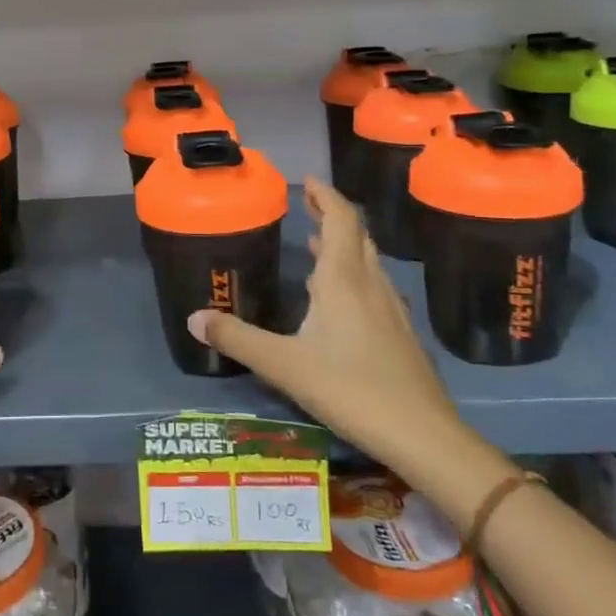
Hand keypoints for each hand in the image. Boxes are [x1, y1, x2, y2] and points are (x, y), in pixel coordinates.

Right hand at [189, 178, 455, 473]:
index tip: (306, 180)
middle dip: (331, 214)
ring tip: (315, 241)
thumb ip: (237, 338)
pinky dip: (352, 274)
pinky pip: (372, 285)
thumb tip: (193, 318)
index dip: (325, 195)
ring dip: (342, 244)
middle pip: (356, 234)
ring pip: (366, 261)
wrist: (422, 435)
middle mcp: (369, 284)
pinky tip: (338, 298)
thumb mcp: (283, 365)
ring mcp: (390, 308)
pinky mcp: (399, 333)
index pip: (340, 218)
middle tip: (306, 204)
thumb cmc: (349, 389)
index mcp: (343, 279)